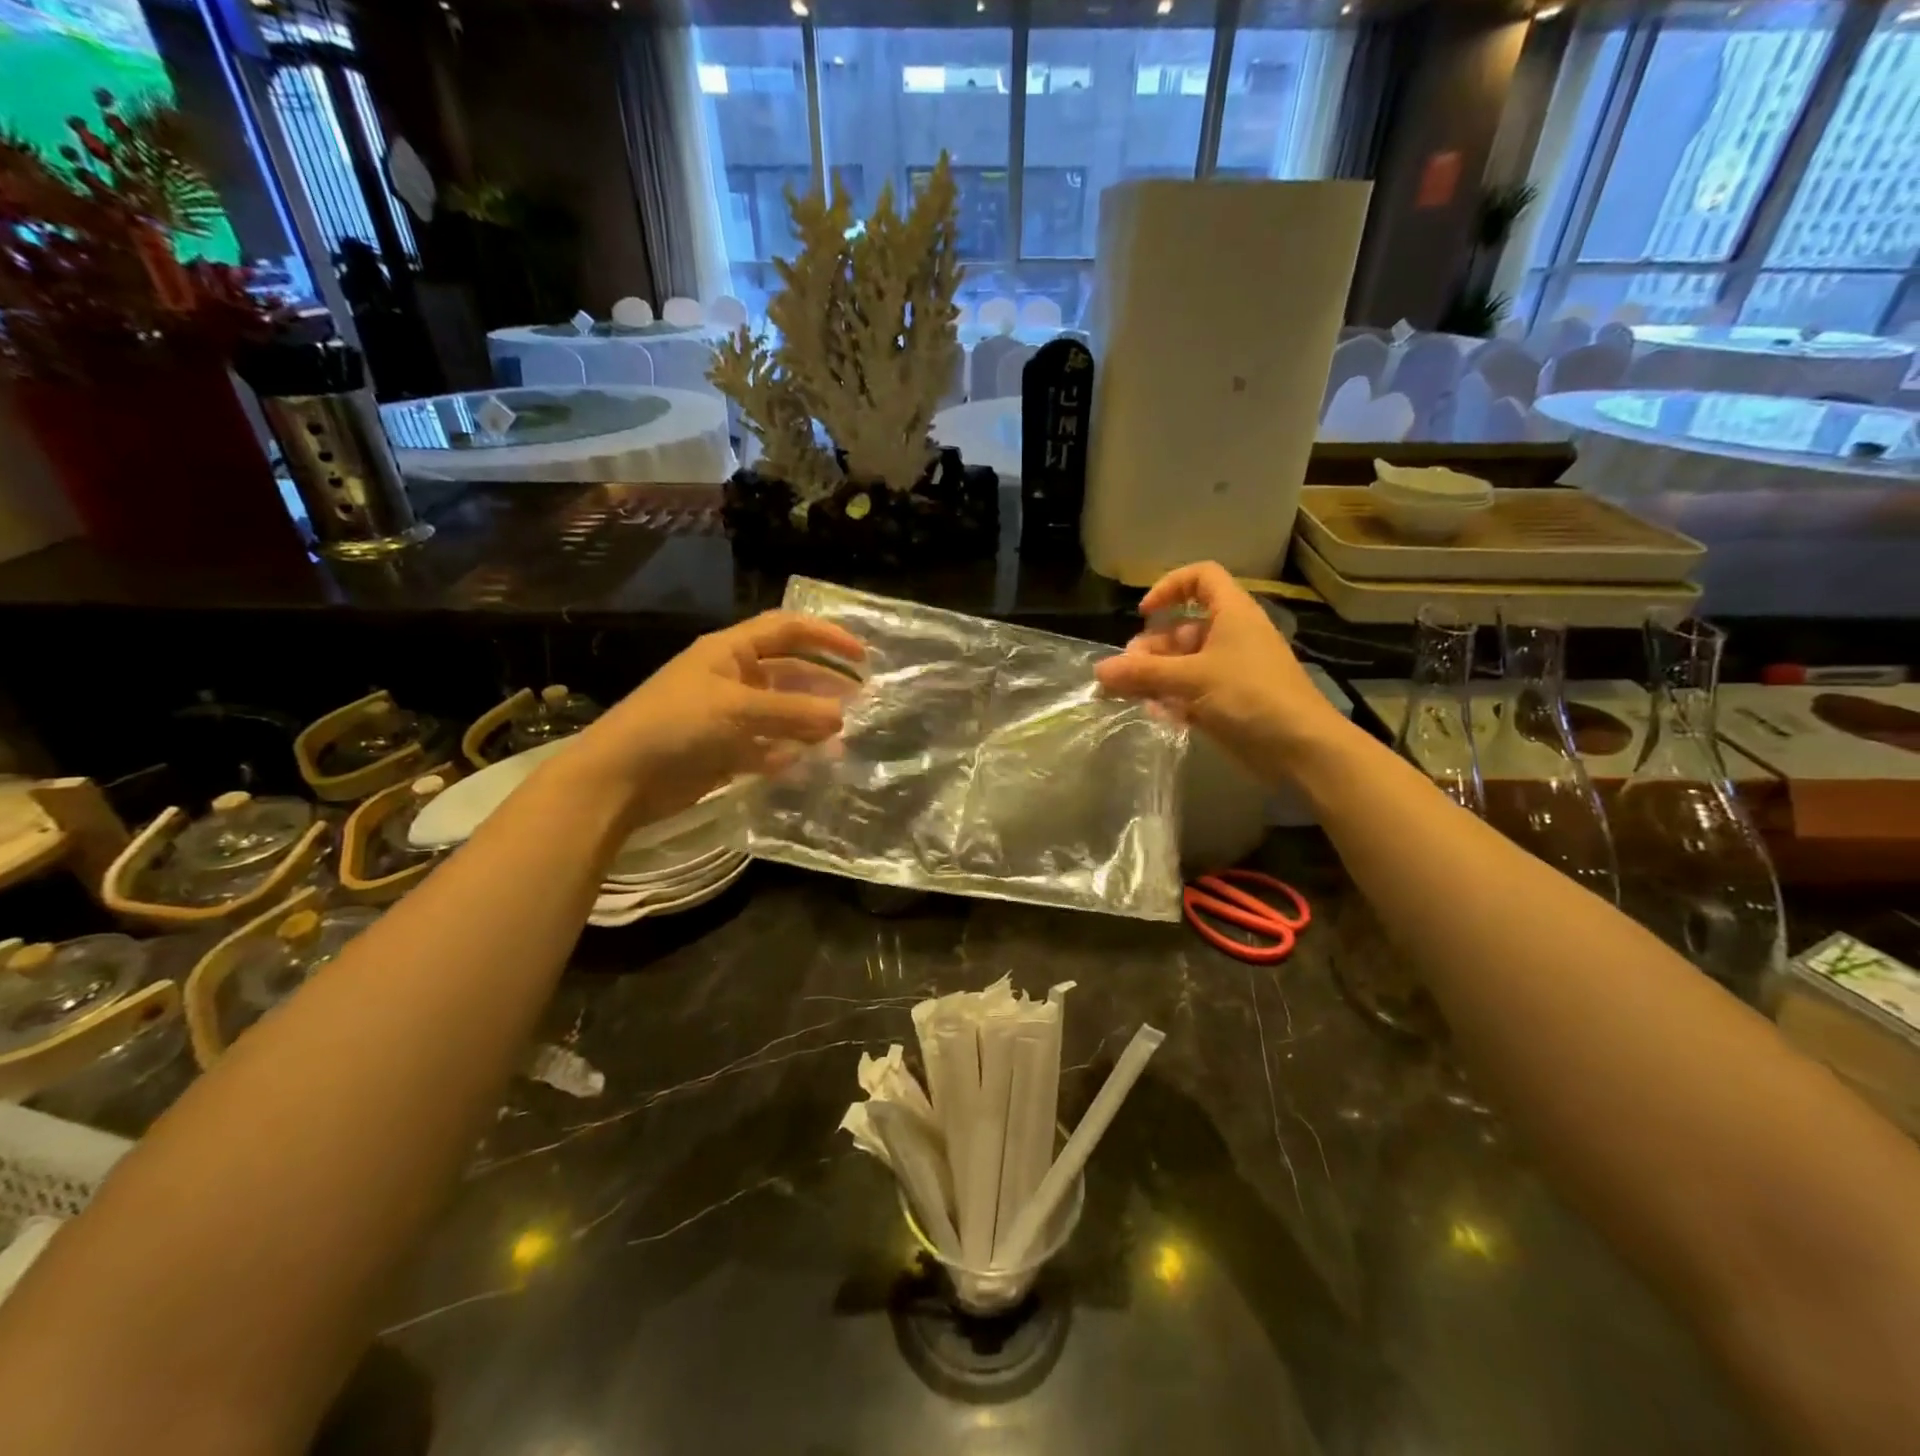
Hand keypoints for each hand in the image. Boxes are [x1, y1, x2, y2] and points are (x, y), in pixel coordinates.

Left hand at [559, 610, 865, 827]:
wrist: (620, 779)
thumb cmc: (676, 725)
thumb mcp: (738, 710)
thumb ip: (793, 712)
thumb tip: (842, 718)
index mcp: (730, 651)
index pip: (787, 630)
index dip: (826, 636)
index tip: (862, 656)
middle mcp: (732, 678)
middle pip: (789, 673)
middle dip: (824, 684)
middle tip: (861, 700)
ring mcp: (729, 716)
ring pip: (781, 713)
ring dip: (810, 723)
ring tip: (842, 737)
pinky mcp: (725, 750)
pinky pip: (767, 746)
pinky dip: (787, 753)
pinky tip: (807, 763)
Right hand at [1094, 562, 1348, 782]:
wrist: (1300, 748)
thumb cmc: (1251, 696)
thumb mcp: (1192, 679)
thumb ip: (1143, 674)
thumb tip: (1098, 670)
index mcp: (1232, 614)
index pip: (1202, 578)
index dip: (1170, 587)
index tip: (1145, 613)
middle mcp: (1231, 636)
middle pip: (1182, 628)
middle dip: (1151, 647)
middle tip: (1126, 671)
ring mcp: (1230, 671)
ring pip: (1183, 664)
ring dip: (1155, 676)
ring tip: (1129, 694)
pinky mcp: (1228, 702)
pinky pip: (1191, 691)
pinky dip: (1171, 699)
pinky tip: (1156, 714)